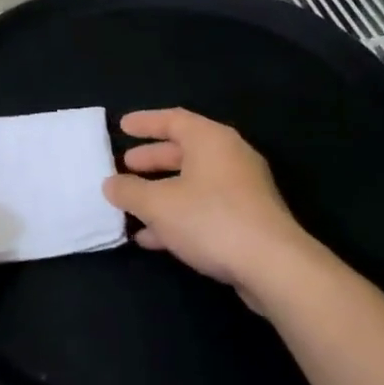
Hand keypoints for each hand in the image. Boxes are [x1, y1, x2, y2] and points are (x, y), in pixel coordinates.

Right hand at [102, 108, 313, 307]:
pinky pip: (204, 208)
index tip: (122, 126)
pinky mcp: (247, 219)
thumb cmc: (211, 219)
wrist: (272, 265)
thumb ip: (130, 191)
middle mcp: (229, 157)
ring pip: (193, 183)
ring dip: (161, 193)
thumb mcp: (158, 204)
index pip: (173, 120)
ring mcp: (242, 189)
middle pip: (184, 151)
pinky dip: (178, 216)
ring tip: (131, 206)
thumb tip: (110, 184)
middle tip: (125, 166)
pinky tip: (152, 238)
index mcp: (211, 140)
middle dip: (152, 160)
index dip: (146, 122)